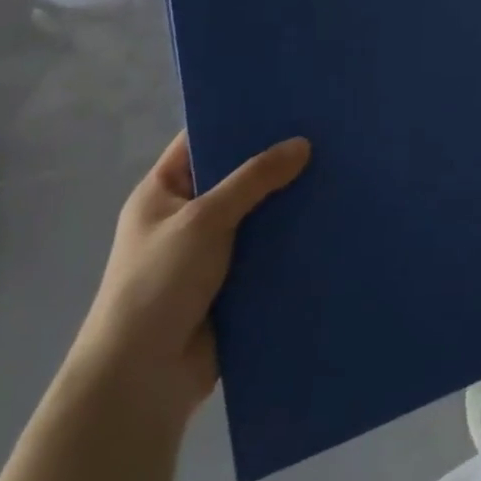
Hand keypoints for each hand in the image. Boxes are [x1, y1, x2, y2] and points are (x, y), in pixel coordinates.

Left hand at [70, 130, 310, 420]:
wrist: (141, 381)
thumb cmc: (157, 285)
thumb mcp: (204, 219)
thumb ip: (254, 179)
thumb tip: (303, 143)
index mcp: (162, 193)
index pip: (202, 140)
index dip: (238, 119)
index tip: (285, 99)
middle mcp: (187, 216)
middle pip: (237, 175)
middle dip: (276, 158)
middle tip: (326, 130)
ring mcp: (211, 251)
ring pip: (259, 212)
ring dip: (290, 199)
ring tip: (339, 167)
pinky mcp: (235, 282)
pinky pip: (270, 248)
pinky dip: (294, 236)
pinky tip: (332, 215)